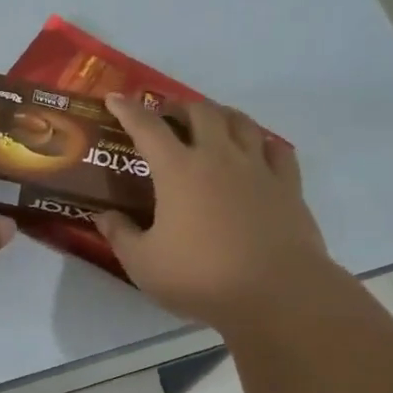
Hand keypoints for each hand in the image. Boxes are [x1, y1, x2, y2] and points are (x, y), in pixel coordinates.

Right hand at [93, 96, 330, 330]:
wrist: (276, 292)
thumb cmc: (201, 277)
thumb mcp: (144, 264)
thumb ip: (121, 236)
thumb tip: (105, 217)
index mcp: (178, 170)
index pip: (147, 127)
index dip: (128, 110)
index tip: (115, 99)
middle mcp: (219, 157)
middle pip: (200, 112)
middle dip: (179, 107)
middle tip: (168, 116)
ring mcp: (258, 168)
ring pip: (241, 122)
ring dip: (222, 114)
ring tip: (213, 123)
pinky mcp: (288, 186)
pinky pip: (278, 149)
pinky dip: (263, 143)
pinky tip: (259, 150)